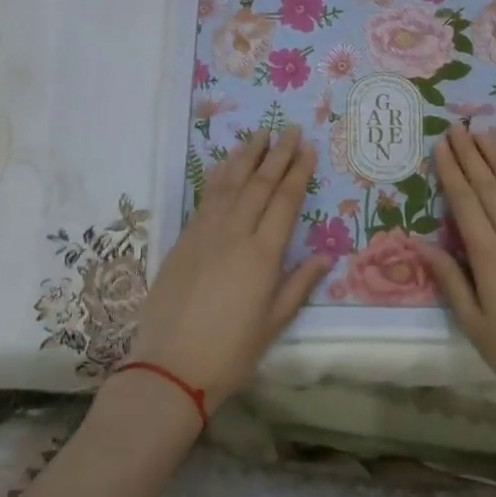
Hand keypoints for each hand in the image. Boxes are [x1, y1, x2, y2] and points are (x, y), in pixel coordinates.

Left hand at [128, 126, 328, 408]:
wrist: (170, 367)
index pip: (285, 202)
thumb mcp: (273, 324)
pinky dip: (219, 176)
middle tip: (290, 129)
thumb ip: (298, 285)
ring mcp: (206, 233)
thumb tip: (325, 257)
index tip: (308, 149)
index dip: (298, 173)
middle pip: (260, 184)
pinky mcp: (184, 239)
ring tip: (260, 135)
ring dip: (247, 156)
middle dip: (278, 155)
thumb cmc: (230, 352)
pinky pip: (206, 197)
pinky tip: (225, 164)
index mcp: (263, 254)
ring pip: (230, 184)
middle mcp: (235, 234)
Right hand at [415, 124, 495, 412]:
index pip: (465, 202)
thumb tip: (420, 244)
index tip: (441, 145)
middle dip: (471, 155)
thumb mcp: (475, 325)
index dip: (452, 171)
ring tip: (484, 133)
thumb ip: (449, 280)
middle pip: (489, 187)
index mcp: (488, 257)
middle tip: (458, 126)